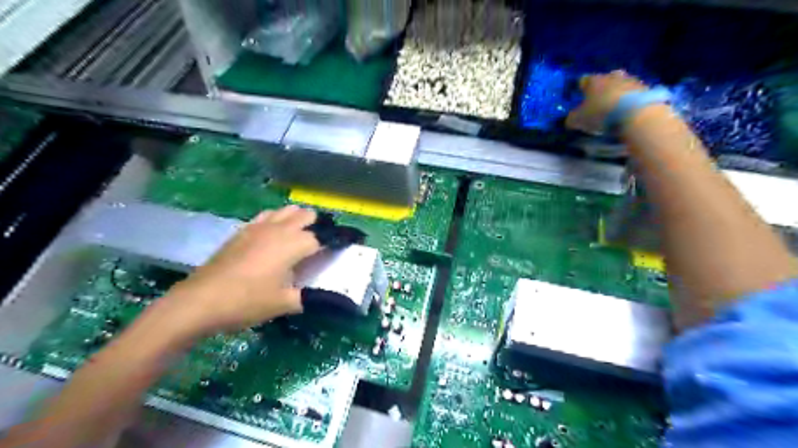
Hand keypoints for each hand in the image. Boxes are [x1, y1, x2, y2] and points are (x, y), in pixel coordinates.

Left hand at [159, 205, 319, 335]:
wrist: (200, 301)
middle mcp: (280, 229)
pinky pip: (267, 215)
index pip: (323, 236)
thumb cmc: (246, 301)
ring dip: (298, 219)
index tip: (342, 248)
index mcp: (294, 244)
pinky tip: (274, 236)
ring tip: (300, 238)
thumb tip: (324, 298)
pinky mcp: (243, 230)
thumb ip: (309, 298)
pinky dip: (278, 220)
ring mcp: (259, 226)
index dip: (335, 241)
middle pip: (307, 215)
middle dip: (318, 226)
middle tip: (320, 246)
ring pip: (287, 210)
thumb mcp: (284, 304)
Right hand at [567, 69, 646, 134]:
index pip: (584, 80)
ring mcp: (631, 81)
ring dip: (618, 92)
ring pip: (622, 84)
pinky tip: (628, 109)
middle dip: (603, 86)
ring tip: (615, 106)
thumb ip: (572, 118)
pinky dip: (630, 99)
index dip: (581, 87)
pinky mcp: (647, 89)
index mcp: (594, 80)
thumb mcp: (578, 120)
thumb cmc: (600, 114)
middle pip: (606, 78)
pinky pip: (634, 93)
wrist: (635, 114)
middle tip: (599, 98)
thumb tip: (571, 118)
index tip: (579, 95)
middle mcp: (612, 76)